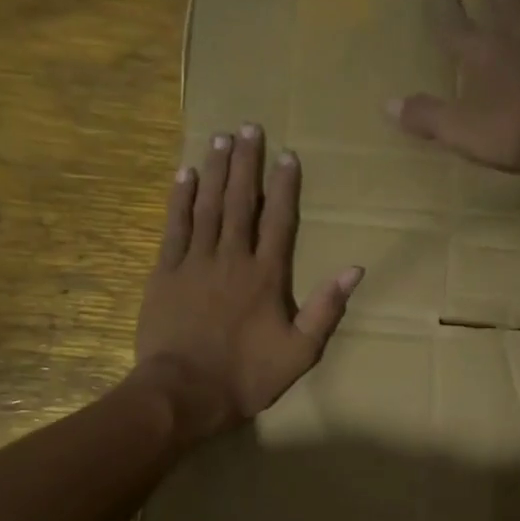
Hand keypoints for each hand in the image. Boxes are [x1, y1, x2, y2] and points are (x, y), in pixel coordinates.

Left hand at [134, 124, 362, 442]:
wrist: (184, 392)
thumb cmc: (246, 376)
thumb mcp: (300, 352)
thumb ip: (325, 309)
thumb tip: (355, 269)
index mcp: (267, 276)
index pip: (279, 220)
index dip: (284, 186)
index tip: (288, 155)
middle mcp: (232, 258)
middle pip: (241, 202)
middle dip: (247, 163)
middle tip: (249, 127)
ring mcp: (195, 262)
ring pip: (208, 205)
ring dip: (216, 170)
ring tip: (221, 137)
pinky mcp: (165, 273)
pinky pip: (174, 227)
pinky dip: (180, 199)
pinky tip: (185, 174)